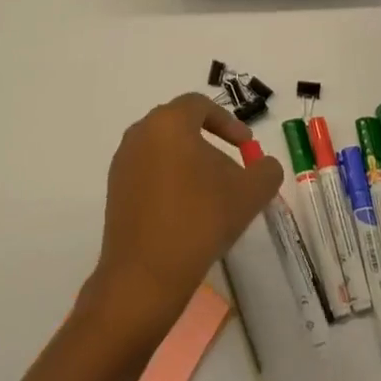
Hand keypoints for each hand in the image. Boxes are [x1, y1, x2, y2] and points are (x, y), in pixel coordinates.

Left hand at [88, 95, 282, 339]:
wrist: (145, 276)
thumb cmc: (200, 220)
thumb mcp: (248, 193)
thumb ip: (266, 171)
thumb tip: (265, 166)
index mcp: (168, 122)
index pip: (200, 105)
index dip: (228, 122)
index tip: (246, 146)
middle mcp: (140, 133)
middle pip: (180, 126)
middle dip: (209, 143)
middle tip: (231, 168)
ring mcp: (123, 163)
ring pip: (164, 150)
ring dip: (190, 164)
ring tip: (212, 195)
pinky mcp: (114, 191)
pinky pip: (148, 173)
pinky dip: (170, 182)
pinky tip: (187, 212)